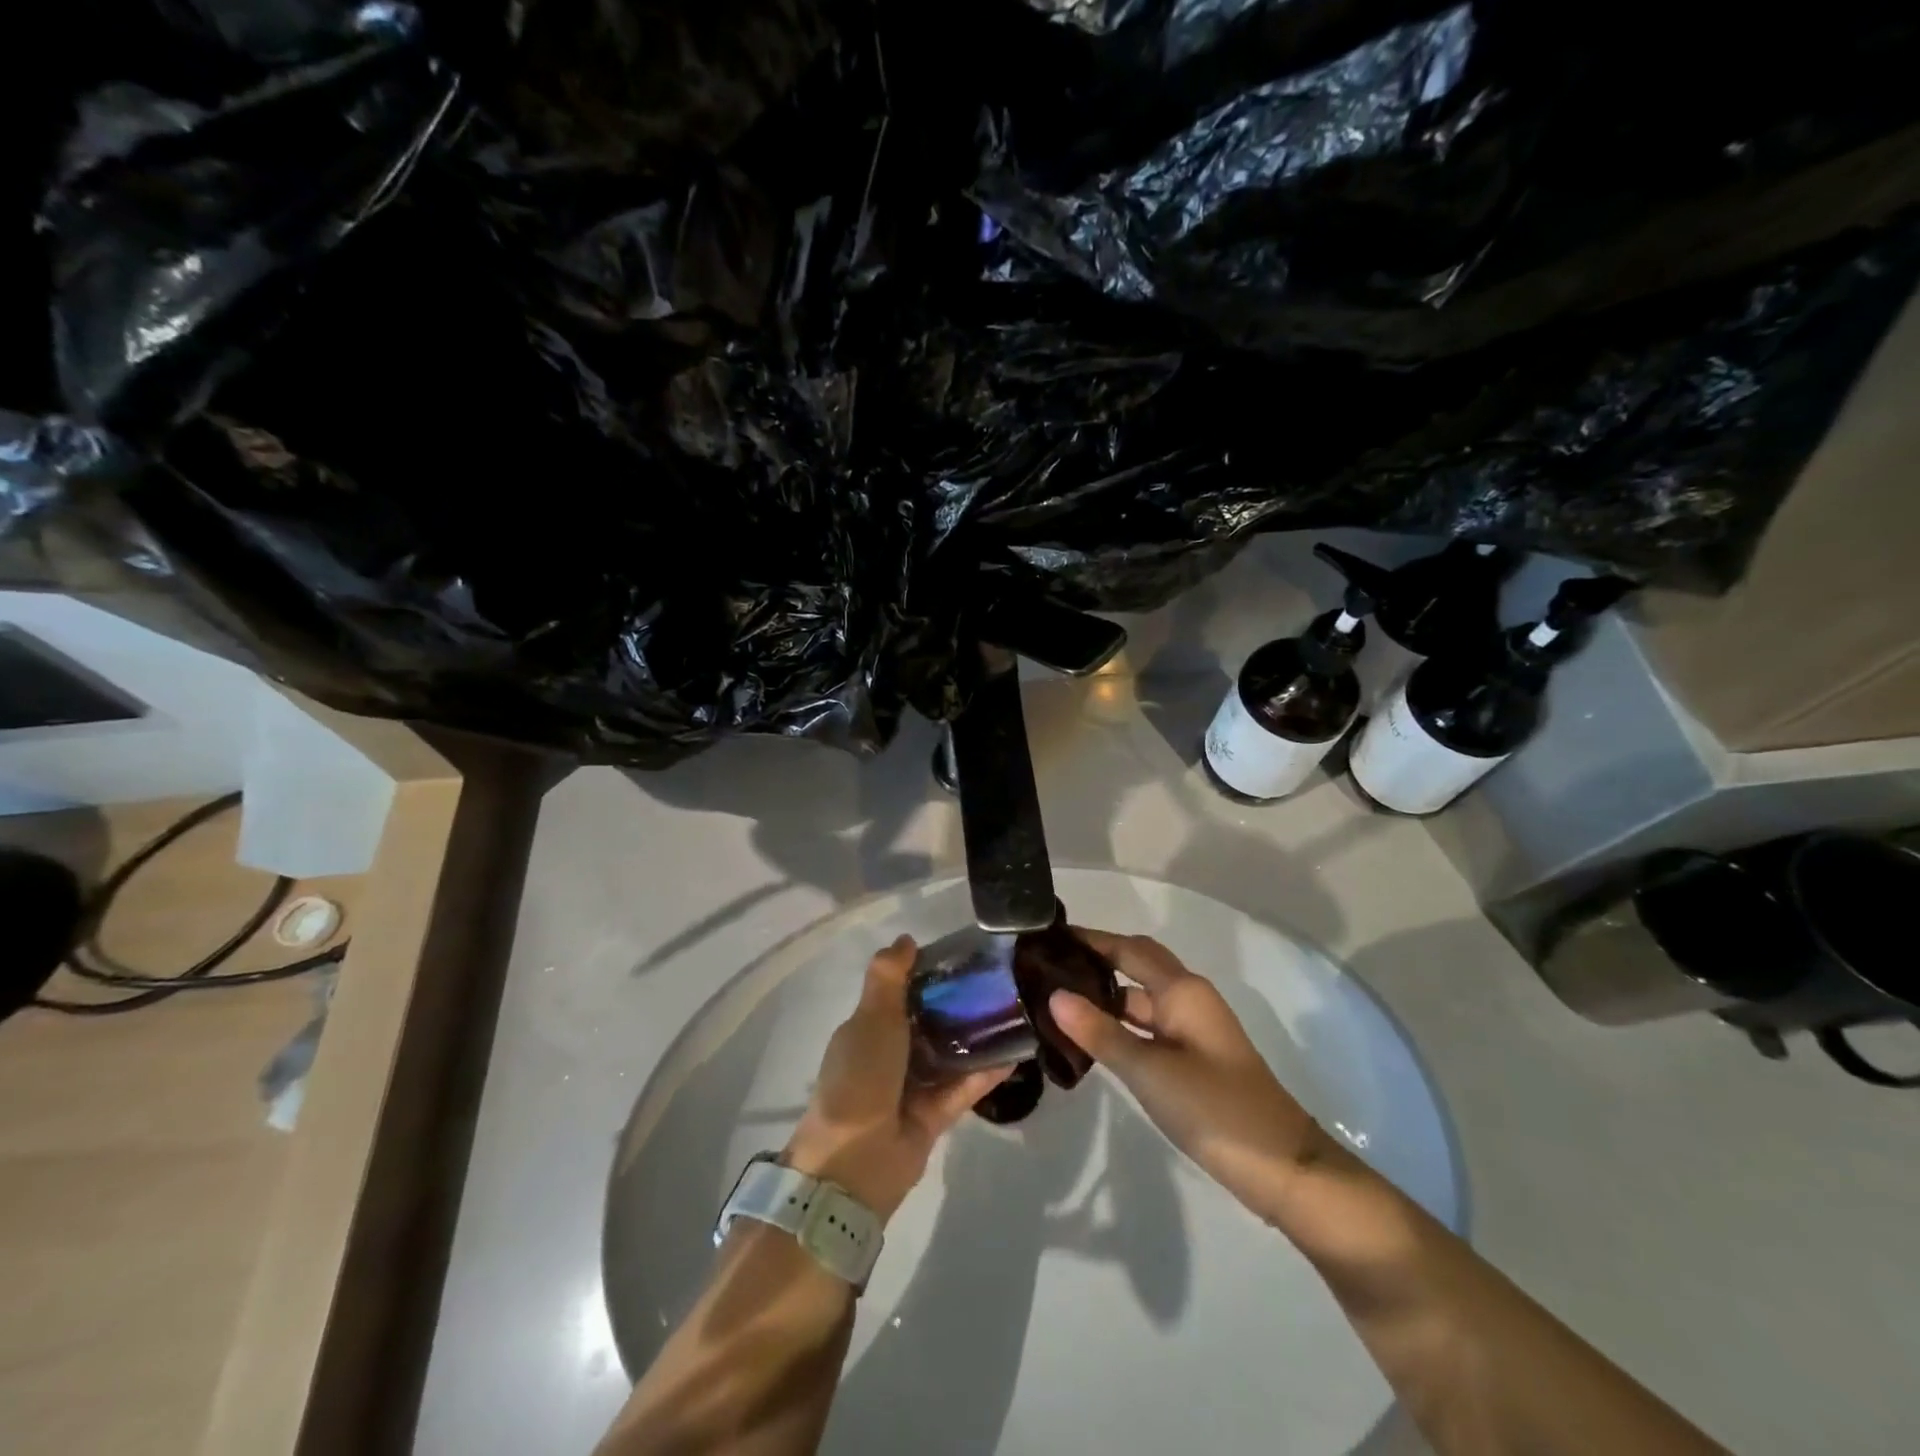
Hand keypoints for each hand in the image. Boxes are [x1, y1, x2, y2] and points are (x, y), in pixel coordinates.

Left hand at [784, 936, 1008, 1222]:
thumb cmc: (860, 1077)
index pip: (902, 992)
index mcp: (869, 1028)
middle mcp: (890, 1055)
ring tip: (1016, 1011)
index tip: (965, 956)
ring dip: (977, 1037)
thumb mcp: (871, 1018)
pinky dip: (985, 1072)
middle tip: (1001, 981)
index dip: (930, 973)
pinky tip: (1016, 1052)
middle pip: (930, 1022)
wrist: (854, 1162)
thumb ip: (889, 977)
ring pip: (950, 1054)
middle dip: (960, 1004)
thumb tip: (906, 939)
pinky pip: (963, 1087)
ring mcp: (912, 1087)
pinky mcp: (934, 1116)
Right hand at [1050, 930, 1337, 1223]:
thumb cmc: (1214, 1108)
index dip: (1091, 939)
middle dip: (1097, 960)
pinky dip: (1121, 1025)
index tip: (1050, 936)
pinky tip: (1093, 1039)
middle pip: (1137, 965)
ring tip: (1058, 1000)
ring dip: (1106, 996)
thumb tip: (1054, 994)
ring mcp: (1193, 1029)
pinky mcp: (1194, 1057)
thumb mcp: (1149, 1071)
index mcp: (1182, 990)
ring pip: (1142, 999)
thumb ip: (1100, 1032)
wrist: (1282, 1167)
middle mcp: (1189, 998)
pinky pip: (1149, 1026)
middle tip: (1049, 965)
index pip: (1128, 949)